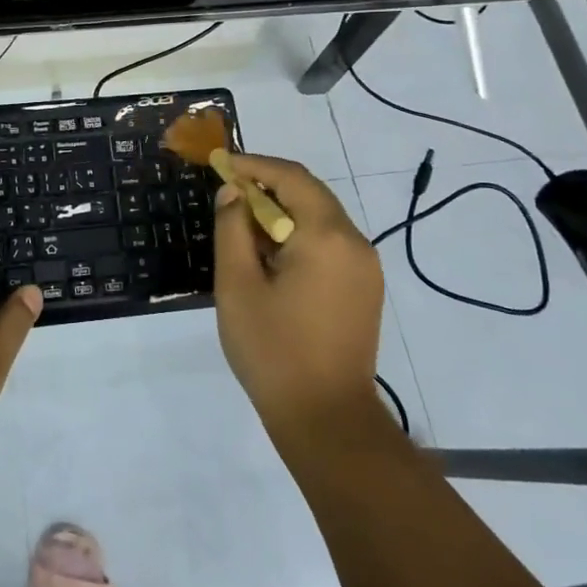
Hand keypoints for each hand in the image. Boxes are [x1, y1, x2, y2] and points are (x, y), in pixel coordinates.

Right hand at [212, 153, 384, 441]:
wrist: (328, 421)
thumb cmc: (274, 351)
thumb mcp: (237, 285)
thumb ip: (233, 228)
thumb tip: (234, 192)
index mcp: (326, 236)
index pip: (291, 177)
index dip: (253, 165)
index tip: (220, 165)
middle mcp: (355, 242)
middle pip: (309, 193)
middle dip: (267, 187)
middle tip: (227, 194)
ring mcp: (365, 267)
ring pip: (320, 218)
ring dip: (282, 212)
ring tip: (243, 227)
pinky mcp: (365, 288)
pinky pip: (330, 243)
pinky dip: (299, 235)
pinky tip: (271, 257)